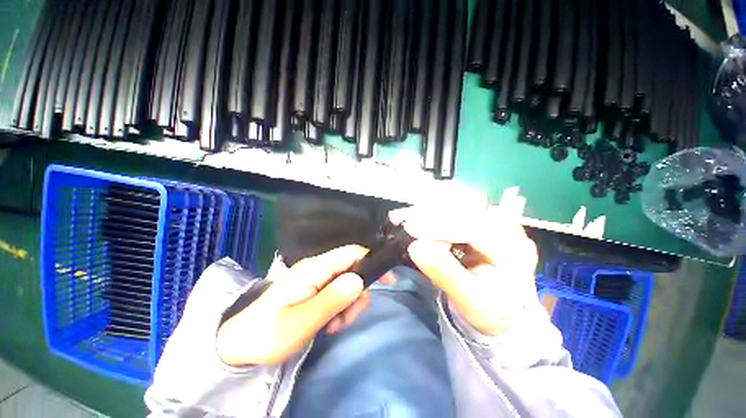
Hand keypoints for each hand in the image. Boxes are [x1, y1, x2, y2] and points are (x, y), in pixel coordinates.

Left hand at [216, 245, 393, 366]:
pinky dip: (340, 308)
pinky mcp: (314, 289)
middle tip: (347, 318)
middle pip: (352, 270)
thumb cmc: (267, 333)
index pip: (351, 253)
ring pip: (347, 283)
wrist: (239, 344)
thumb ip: (333, 299)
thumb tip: (359, 280)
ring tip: (334, 326)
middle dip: (357, 294)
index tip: (388, 280)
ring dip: (348, 304)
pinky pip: (337, 293)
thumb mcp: (303, 321)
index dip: (372, 261)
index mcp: (314, 269)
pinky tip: (329, 324)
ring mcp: (315, 279)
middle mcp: (317, 268)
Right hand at [390, 206, 538, 336]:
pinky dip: (433, 214)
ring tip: (404, 217)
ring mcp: (496, 222)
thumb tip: (416, 247)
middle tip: (401, 218)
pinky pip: (456, 212)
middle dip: (430, 214)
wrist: (504, 311)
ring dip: (429, 211)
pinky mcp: (482, 222)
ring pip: (458, 207)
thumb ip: (444, 273)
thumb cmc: (490, 311)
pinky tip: (417, 217)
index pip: (473, 228)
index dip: (439, 227)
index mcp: (514, 250)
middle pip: (464, 212)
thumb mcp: (469, 299)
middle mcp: (508, 229)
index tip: (410, 228)